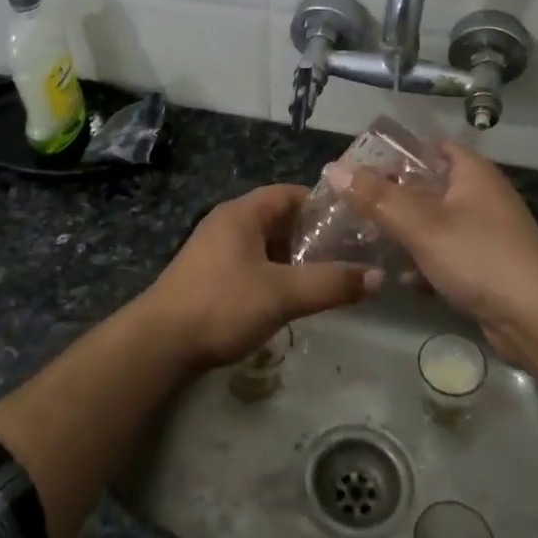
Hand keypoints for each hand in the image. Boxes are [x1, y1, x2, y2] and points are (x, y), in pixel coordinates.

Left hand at [140, 185, 380, 367]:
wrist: (160, 343)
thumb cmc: (222, 305)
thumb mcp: (283, 293)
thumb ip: (331, 283)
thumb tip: (378, 277)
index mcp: (242, 213)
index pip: (290, 193)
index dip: (324, 205)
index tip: (355, 224)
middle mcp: (227, 224)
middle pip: (279, 219)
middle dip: (313, 236)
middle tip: (350, 254)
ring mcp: (215, 251)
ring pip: (266, 246)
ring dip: (295, 259)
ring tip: (329, 277)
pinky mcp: (210, 277)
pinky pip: (252, 266)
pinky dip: (275, 275)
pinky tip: (293, 298)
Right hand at [322, 142, 537, 362]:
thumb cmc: (480, 258)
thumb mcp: (422, 224)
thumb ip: (377, 197)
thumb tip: (334, 170)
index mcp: (471, 174)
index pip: (428, 147)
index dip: (394, 153)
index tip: (357, 168)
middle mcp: (479, 197)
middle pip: (425, 187)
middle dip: (390, 199)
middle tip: (352, 208)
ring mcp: (483, 233)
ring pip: (432, 225)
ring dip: (403, 234)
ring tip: (367, 243)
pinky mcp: (483, 267)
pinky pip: (444, 256)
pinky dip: (424, 264)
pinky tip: (404, 280)